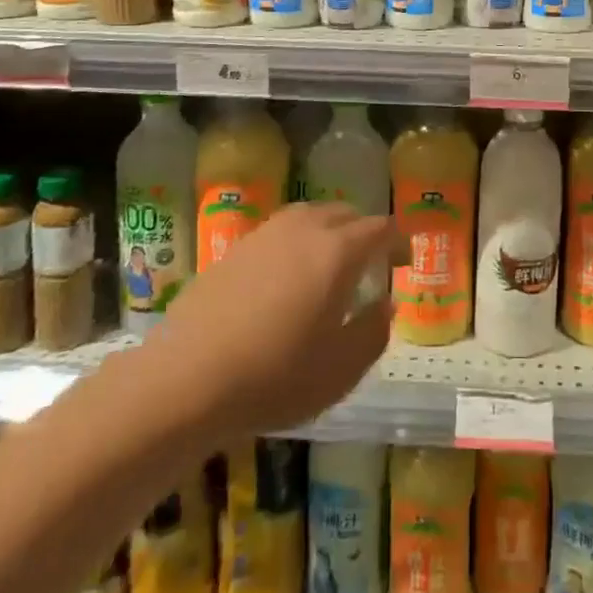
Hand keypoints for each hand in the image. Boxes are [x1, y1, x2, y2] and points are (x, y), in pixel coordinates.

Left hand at [156, 203, 404, 436]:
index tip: (404, 260)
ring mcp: (266, 234)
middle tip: (370, 263)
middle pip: (345, 213)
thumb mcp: (342, 369)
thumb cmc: (275, 376)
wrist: (187, 378)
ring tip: (329, 263)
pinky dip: (295, 243)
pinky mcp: (235, 248)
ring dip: (328, 231)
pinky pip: (280, 232)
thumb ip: (374, 331)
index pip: (380, 228)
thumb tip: (386, 303)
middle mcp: (305, 228)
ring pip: (310, 216)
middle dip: (364, 232)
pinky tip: (286, 276)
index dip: (398, 241)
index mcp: (338, 250)